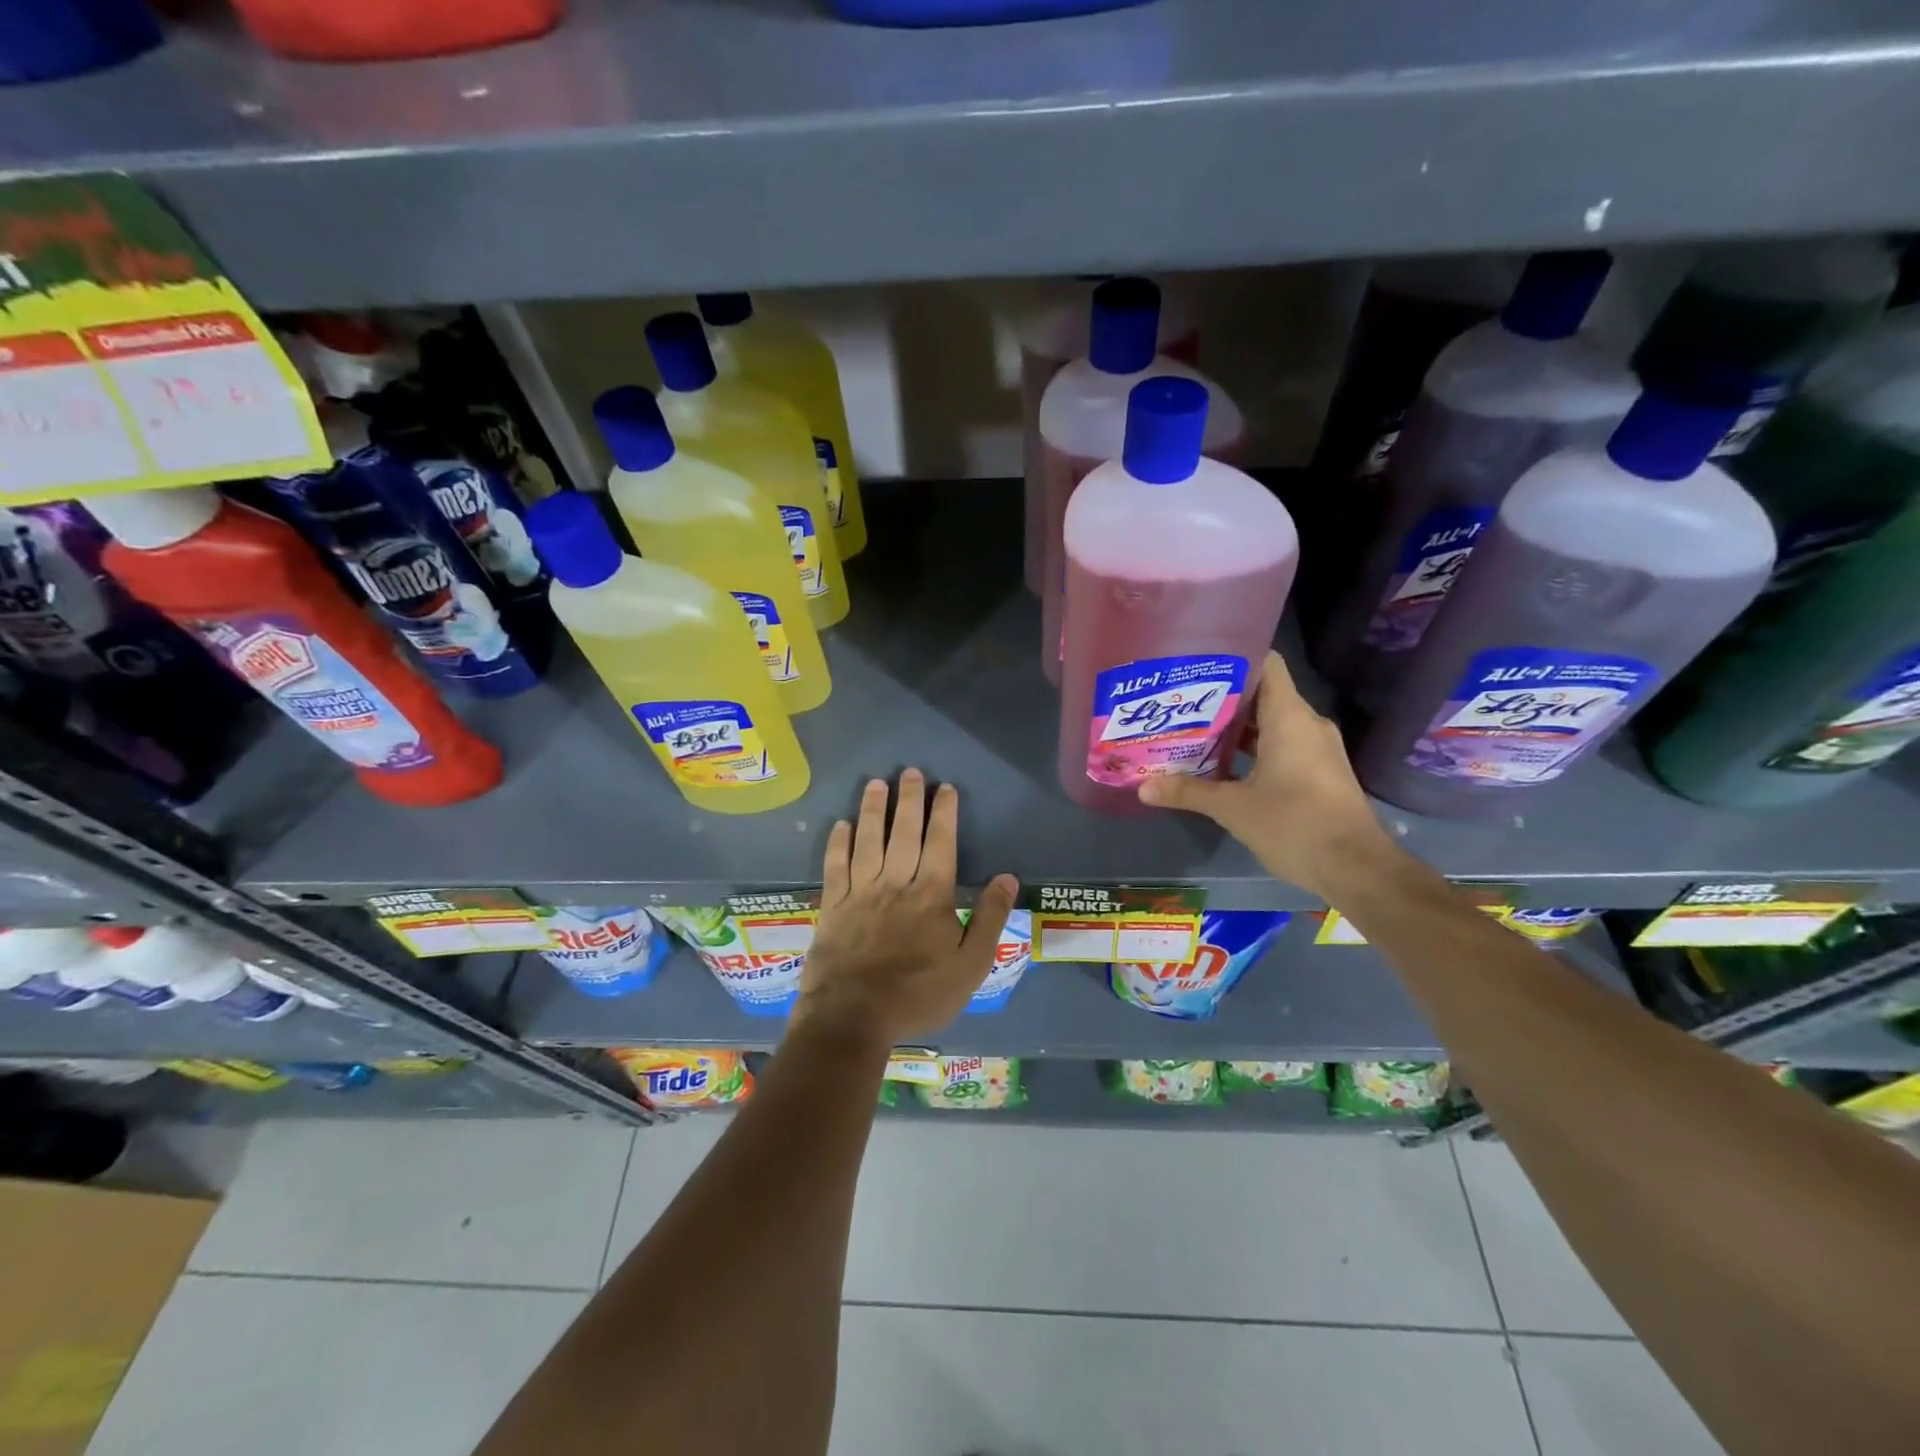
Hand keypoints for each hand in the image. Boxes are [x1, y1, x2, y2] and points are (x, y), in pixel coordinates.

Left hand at [794, 768, 1018, 1049]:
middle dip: (909, 799)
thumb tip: (1007, 877)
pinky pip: (835, 865)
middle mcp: (895, 882)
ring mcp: (860, 892)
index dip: (944, 812)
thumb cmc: (918, 994)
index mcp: (931, 894)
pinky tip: (841, 825)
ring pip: (867, 840)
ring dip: (872, 809)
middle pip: (903, 831)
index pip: (941, 842)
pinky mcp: (833, 906)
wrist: (853, 1018)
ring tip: (876, 783)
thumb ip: (990, 919)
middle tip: (911, 772)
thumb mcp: (970, 965)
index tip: (945, 788)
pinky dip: (838, 842)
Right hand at [1139, 651, 1398, 901]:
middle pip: (1262, 694)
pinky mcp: (1320, 771)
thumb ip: (1188, 792)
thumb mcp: (1233, 808)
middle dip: (1222, 699)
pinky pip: (1282, 745)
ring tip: (1193, 732)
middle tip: (1180, 704)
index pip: (1266, 664)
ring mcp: (1317, 748)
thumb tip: (1142, 787)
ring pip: (1271, 723)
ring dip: (1236, 728)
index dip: (1232, 659)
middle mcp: (1306, 724)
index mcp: (1289, 717)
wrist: (1355, 868)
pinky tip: (1222, 765)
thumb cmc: (1294, 824)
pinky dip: (1254, 749)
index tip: (1196, 666)